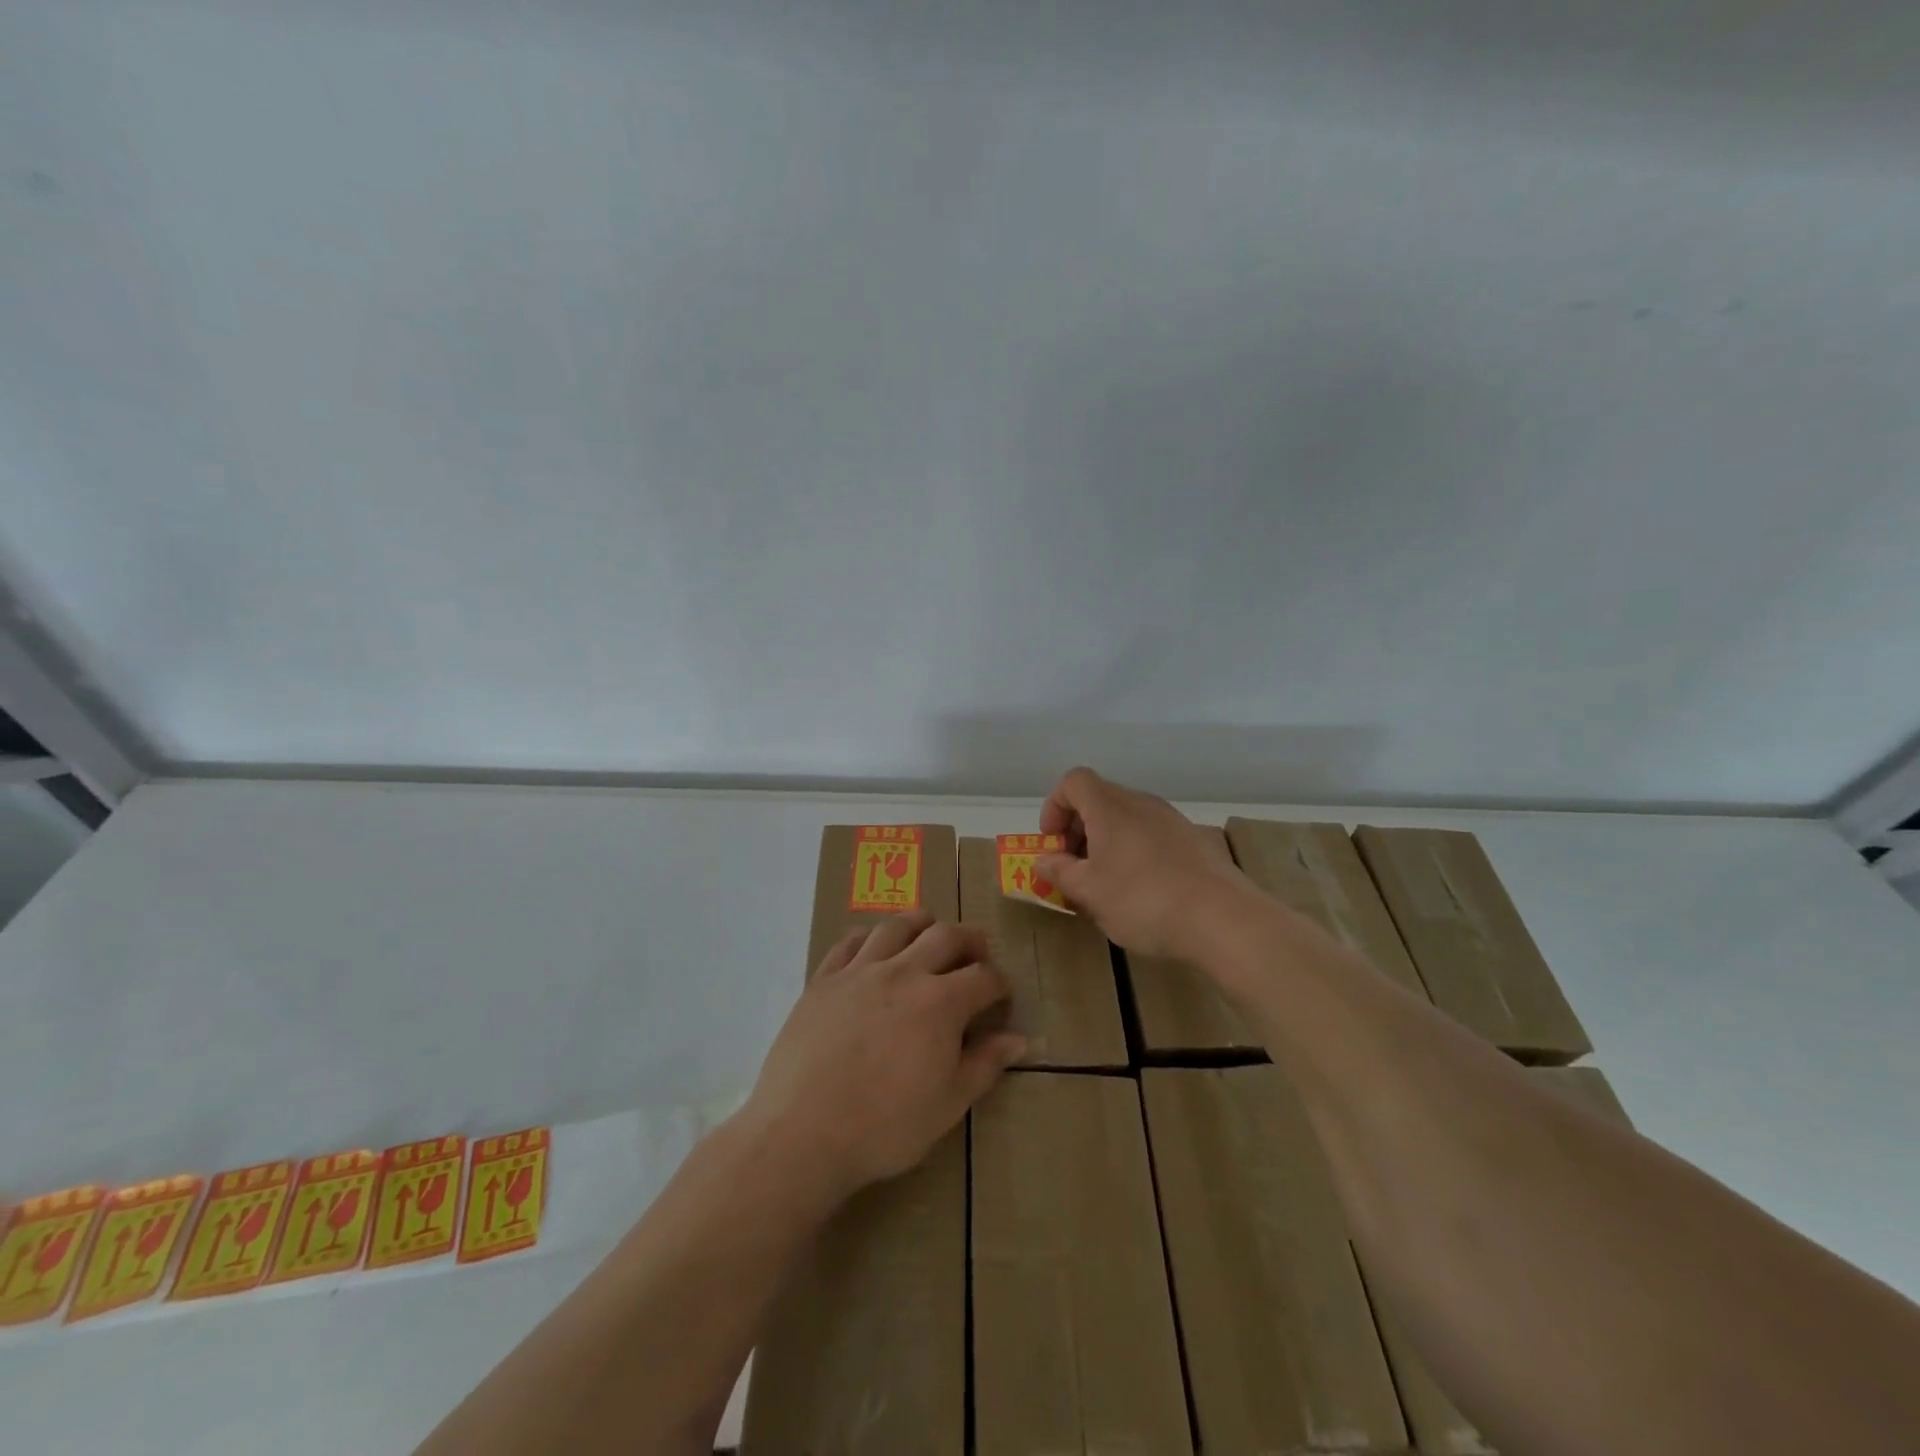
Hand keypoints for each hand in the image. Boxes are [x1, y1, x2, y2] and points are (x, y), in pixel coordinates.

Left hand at [738, 913, 1023, 1203]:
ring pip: (897, 926)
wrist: (802, 1133)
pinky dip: (869, 937)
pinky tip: (873, 948)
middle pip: (945, 936)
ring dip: (921, 924)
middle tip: (976, 952)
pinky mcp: (823, 979)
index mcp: (940, 1003)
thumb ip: (984, 1066)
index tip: (1001, 995)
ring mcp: (859, 971)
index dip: (999, 983)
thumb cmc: (883, 1127)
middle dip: (969, 940)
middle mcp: (903, 973)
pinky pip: (849, 941)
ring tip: (928, 933)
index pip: (984, 977)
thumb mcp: (947, 1106)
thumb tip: (1018, 1040)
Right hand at [1036, 766, 1255, 961]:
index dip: (1055, 806)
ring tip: (1105, 884)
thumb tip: (1043, 860)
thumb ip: (1060, 872)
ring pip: (1126, 819)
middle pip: (1099, 799)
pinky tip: (1142, 891)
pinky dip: (1134, 852)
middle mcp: (1141, 803)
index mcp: (1110, 808)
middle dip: (1078, 829)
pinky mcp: (1194, 841)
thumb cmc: (1143, 901)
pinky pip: (1151, 835)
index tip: (1053, 844)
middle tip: (1074, 868)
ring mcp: (1172, 820)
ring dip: (1106, 843)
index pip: (1074, 782)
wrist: (1223, 920)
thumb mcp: (1089, 892)